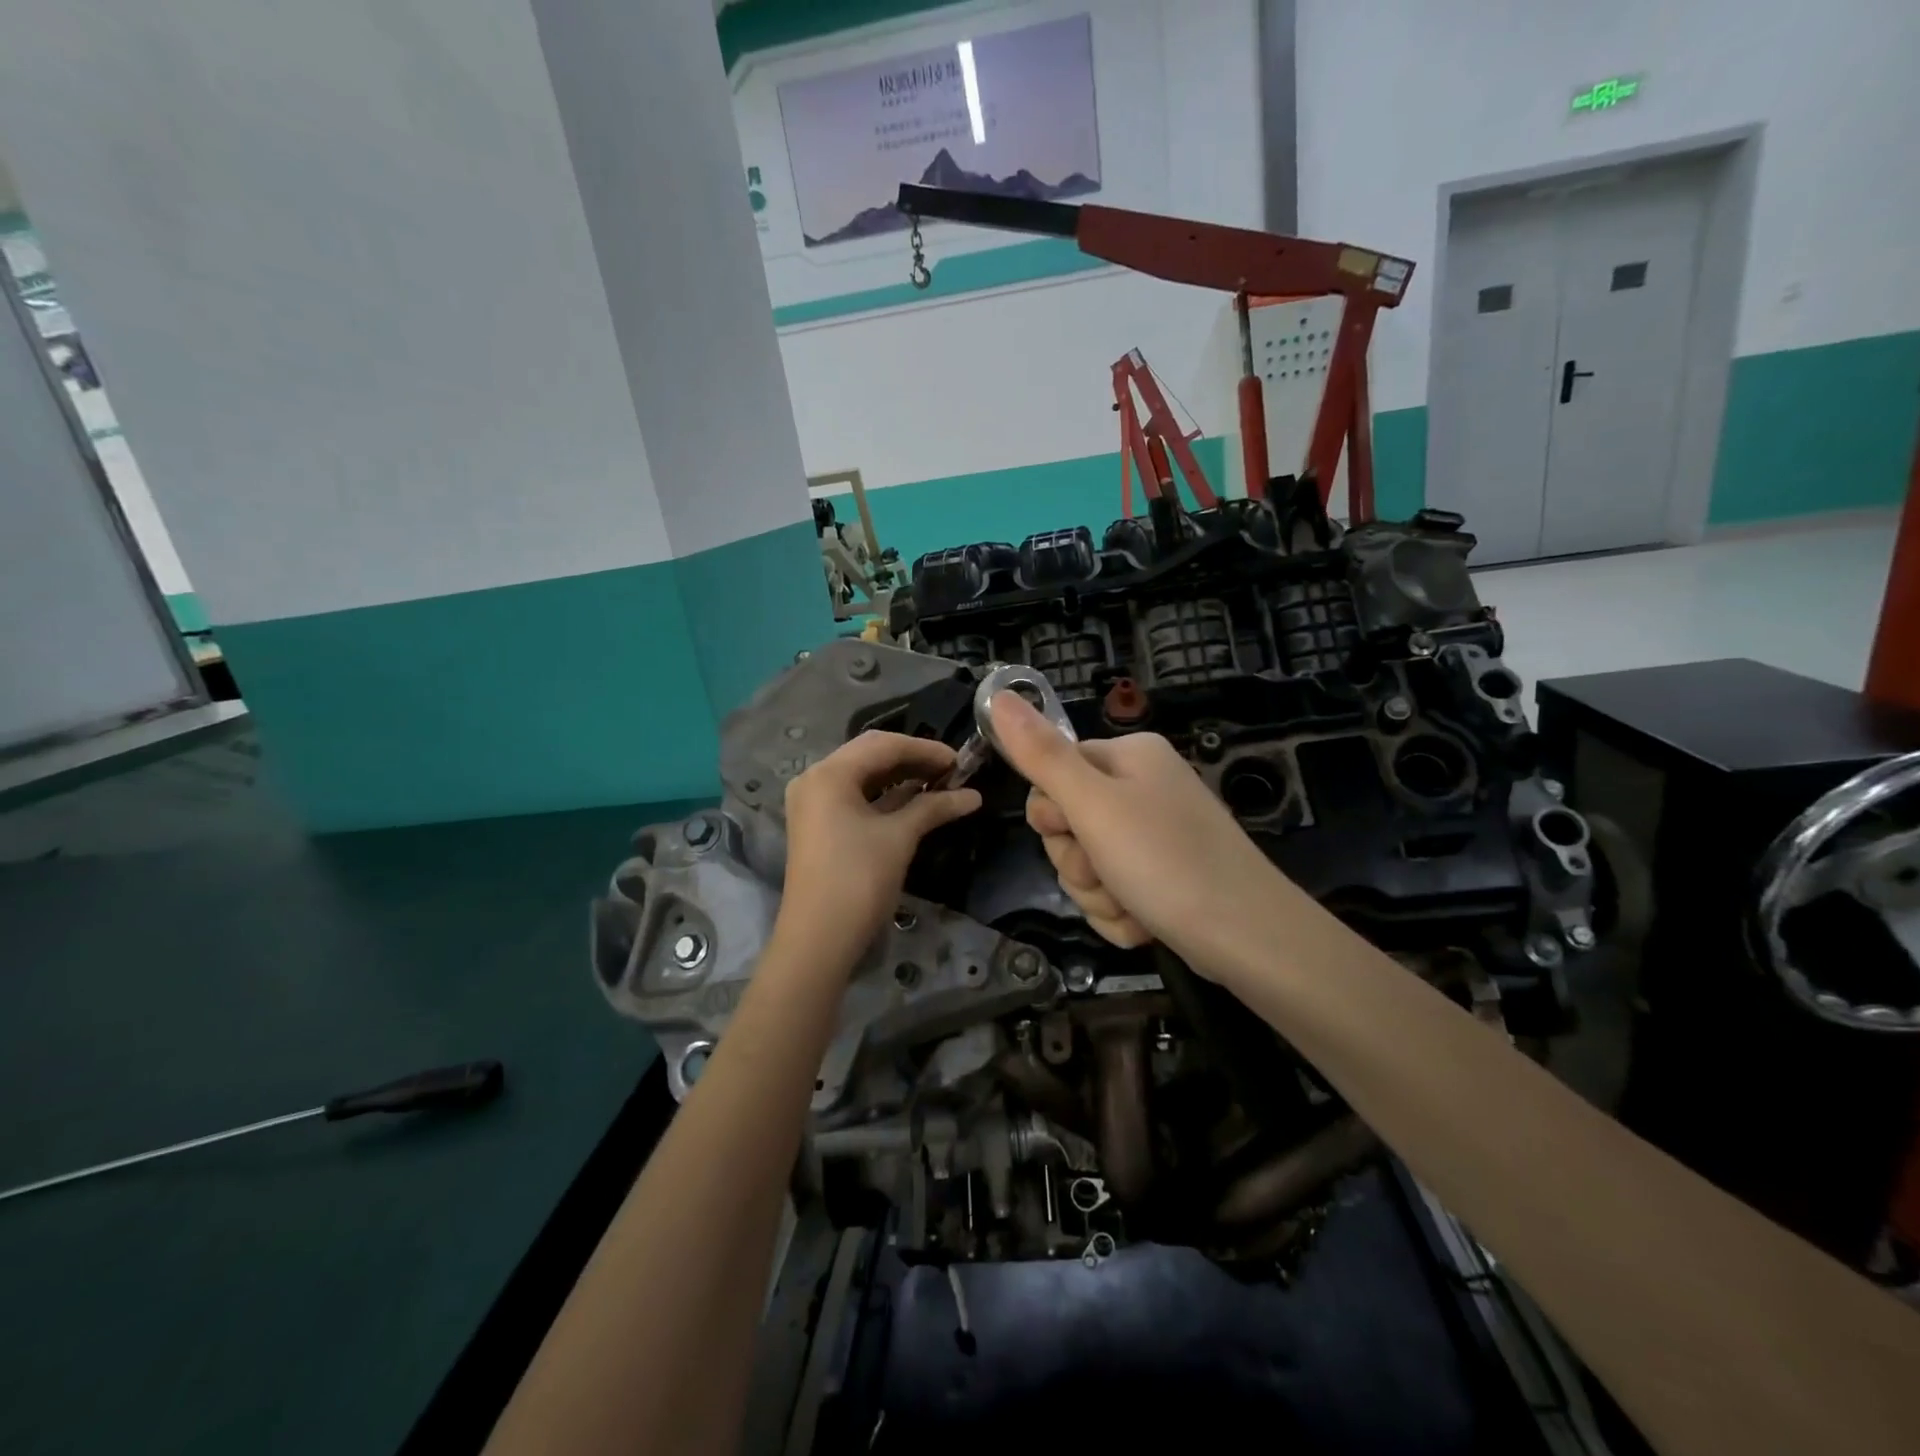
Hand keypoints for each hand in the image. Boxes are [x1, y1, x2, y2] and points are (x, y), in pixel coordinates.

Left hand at [776, 732, 981, 964]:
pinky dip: (885, 797)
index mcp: (829, 773)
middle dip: (913, 760)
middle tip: (952, 771)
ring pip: (864, 777)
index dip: (926, 749)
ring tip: (940, 783)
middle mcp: (816, 779)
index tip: (961, 760)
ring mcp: (814, 803)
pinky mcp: (819, 825)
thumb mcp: (900, 837)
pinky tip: (915, 801)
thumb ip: (935, 807)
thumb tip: (973, 795)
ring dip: (901, 778)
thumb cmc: (859, 879)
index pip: (884, 744)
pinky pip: (856, 798)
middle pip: (871, 755)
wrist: (818, 940)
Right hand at [990, 691, 1285, 969]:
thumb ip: (1041, 755)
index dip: (1052, 813)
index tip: (1072, 832)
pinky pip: (1115, 892)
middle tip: (1106, 875)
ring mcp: (1156, 835)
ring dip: (1099, 895)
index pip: (1054, 773)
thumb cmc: (1165, 861)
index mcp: (1129, 757)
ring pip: (1088, 865)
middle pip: (1069, 824)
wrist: (1248, 938)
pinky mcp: (1165, 877)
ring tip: (1132, 904)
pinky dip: (1122, 912)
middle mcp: (1144, 787)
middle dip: (1079, 863)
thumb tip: (997, 694)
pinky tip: (1146, 923)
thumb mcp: (1093, 805)